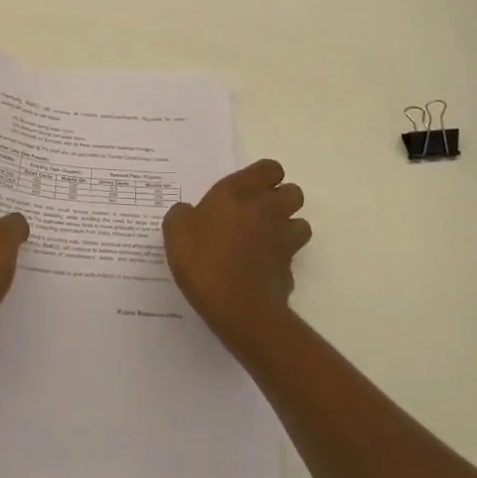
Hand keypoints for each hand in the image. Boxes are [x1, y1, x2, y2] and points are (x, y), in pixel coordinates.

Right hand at [162, 159, 308, 349]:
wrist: (239, 308)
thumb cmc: (205, 259)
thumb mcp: (176, 230)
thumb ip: (182, 214)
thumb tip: (189, 213)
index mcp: (242, 192)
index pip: (270, 168)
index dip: (262, 176)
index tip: (245, 190)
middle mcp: (269, 210)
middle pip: (293, 193)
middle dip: (280, 199)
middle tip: (254, 213)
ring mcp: (284, 240)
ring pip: (300, 224)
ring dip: (286, 228)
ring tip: (263, 240)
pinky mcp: (290, 270)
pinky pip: (291, 257)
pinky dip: (280, 261)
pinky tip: (260, 270)